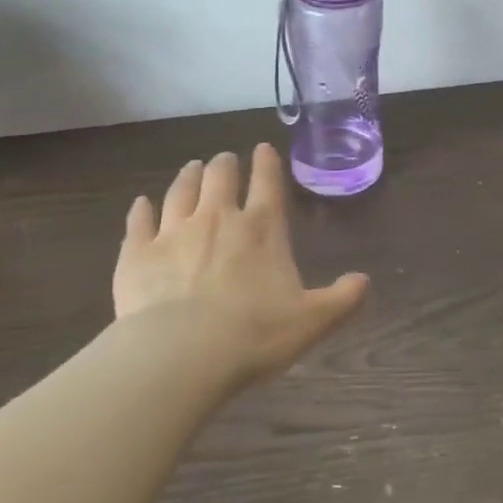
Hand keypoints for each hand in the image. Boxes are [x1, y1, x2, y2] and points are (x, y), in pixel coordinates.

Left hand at [114, 144, 368, 381]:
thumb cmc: (254, 334)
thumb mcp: (312, 321)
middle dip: (225, 165)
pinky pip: (138, 221)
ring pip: (180, 191)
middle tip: (225, 160)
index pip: (268, 183)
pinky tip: (141, 203)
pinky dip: (141, 209)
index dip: (267, 163)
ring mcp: (173, 232)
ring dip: (188, 176)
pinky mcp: (137, 253)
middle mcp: (218, 218)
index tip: (263, 148)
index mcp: (262, 229)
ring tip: (193, 168)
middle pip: (220, 177)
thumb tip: (365, 281)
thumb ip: (342, 299)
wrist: (181, 354)